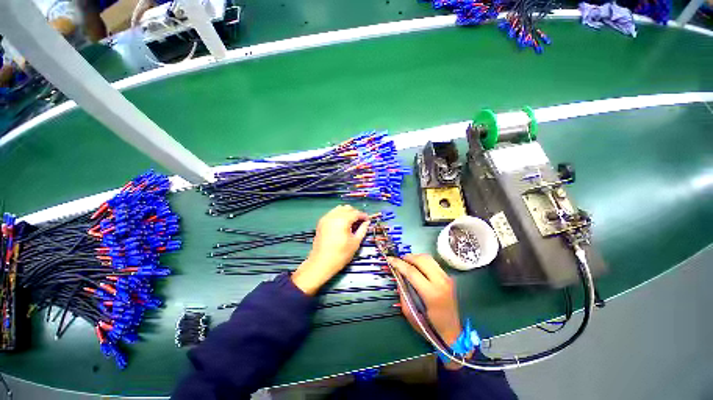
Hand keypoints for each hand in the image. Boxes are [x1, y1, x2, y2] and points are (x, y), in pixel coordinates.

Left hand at [291, 205, 369, 294]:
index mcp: (343, 220)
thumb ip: (362, 230)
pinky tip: (342, 224)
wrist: (321, 262)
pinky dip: (339, 215)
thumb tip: (367, 223)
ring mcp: (326, 218)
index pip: (356, 213)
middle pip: (347, 208)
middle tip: (360, 222)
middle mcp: (333, 216)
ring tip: (351, 222)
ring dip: (347, 213)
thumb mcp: (355, 242)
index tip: (368, 220)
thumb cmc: (341, 254)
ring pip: (339, 209)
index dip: (363, 216)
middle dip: (355, 213)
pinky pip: (332, 213)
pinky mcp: (321, 222)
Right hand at [387, 254, 464, 368]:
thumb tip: (398, 276)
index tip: (389, 259)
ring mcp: (447, 278)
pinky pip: (433, 263)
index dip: (399, 263)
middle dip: (407, 257)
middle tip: (398, 260)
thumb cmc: (429, 326)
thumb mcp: (410, 312)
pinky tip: (417, 266)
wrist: (452, 332)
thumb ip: (403, 293)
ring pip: (428, 258)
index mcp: (431, 293)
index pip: (412, 272)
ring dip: (415, 257)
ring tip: (406, 262)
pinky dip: (422, 261)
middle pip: (421, 260)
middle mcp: (441, 282)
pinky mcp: (449, 277)